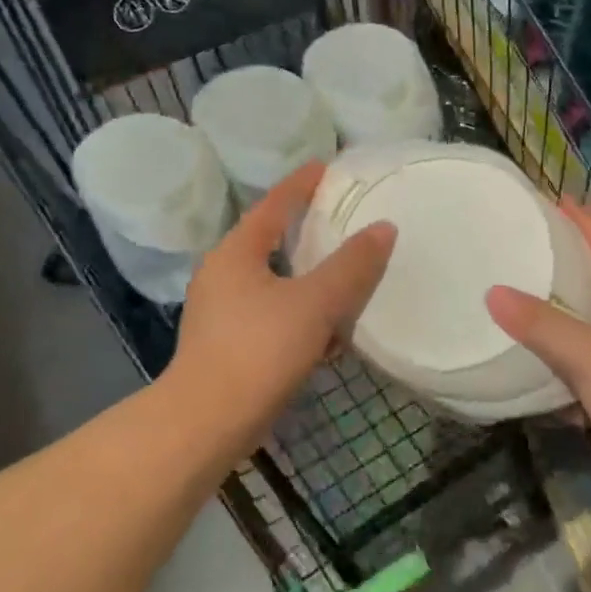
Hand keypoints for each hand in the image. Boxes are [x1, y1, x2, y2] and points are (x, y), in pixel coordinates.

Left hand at [167, 162, 395, 452]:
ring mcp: (221, 313)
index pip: (274, 205)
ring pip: (275, 283)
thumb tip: (384, 228)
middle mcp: (223, 275)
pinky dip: (300, 315)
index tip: (326, 167)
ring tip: (345, 281)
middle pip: (272, 242)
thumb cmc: (259, 350)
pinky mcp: (228, 346)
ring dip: (309, 281)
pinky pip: (273, 315)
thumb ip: (352, 266)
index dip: (301, 184)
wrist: (206, 424)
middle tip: (343, 221)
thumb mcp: (315, 303)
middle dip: (307, 233)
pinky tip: (327, 336)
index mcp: (236, 254)